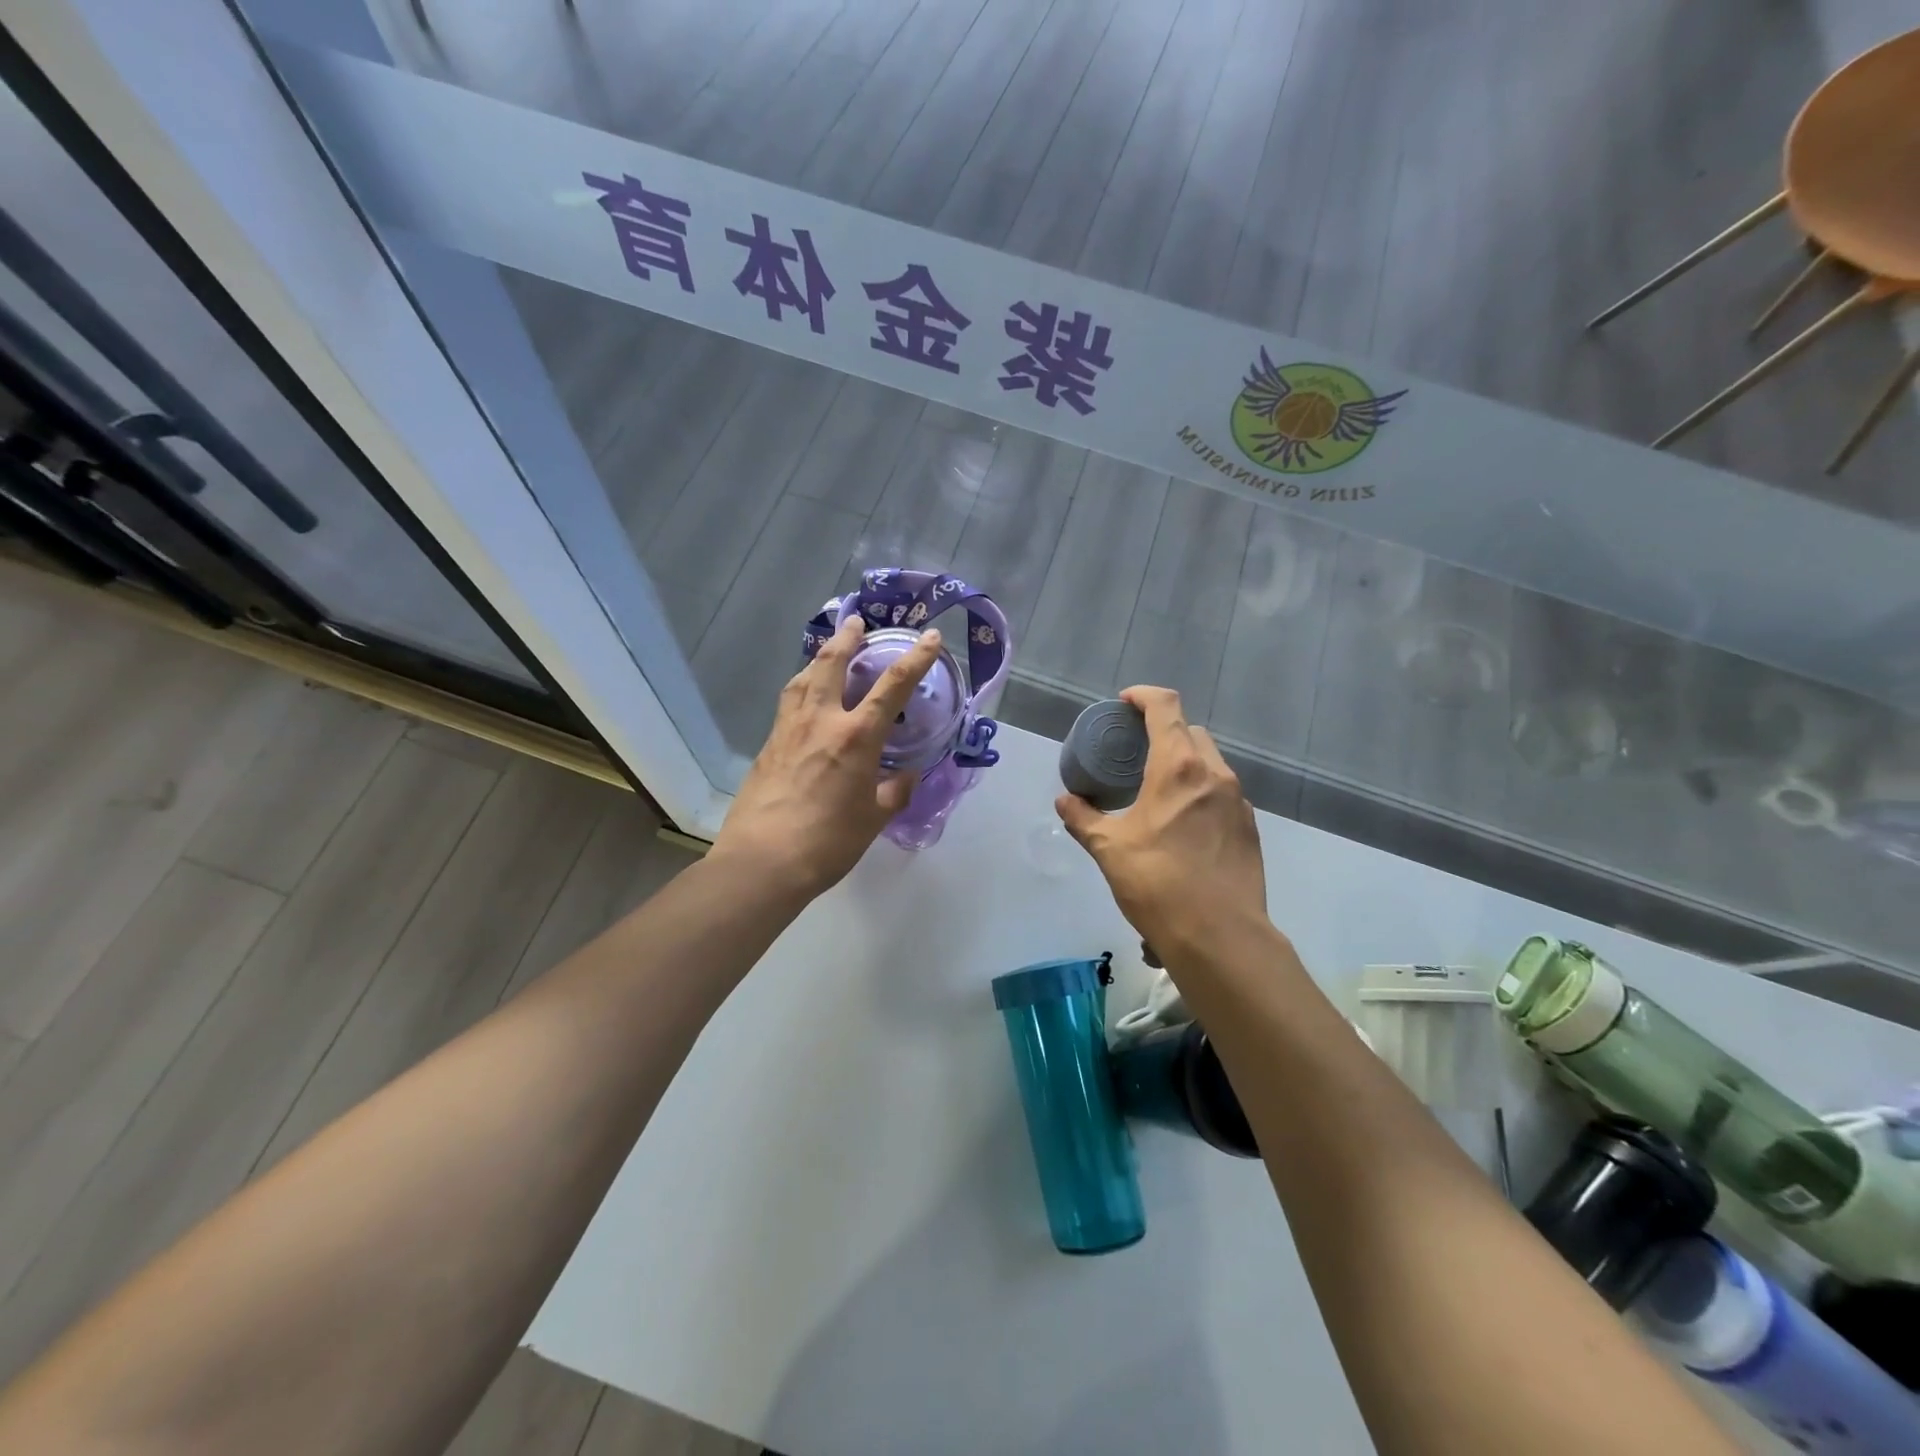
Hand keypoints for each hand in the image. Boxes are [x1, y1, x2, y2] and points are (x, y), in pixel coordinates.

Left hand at [712, 617, 941, 898]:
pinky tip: (805, 693)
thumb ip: (894, 791)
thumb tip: (906, 775)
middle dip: (848, 638)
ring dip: (821, 657)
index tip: (928, 637)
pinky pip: (789, 701)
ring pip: (804, 677)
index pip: (892, 685)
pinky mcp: (768, 743)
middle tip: (857, 622)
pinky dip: (803, 685)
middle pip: (834, 663)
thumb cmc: (828, 843)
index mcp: (856, 737)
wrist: (762, 862)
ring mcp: (789, 729)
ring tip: (830, 649)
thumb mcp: (874, 819)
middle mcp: (821, 720)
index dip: (915, 658)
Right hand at [1056, 686, 1267, 958]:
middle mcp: (1214, 774)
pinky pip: (1223, 792)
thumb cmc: (1157, 883)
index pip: (1165, 707)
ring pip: (1211, 762)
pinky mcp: (1250, 827)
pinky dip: (1201, 791)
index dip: (1143, 696)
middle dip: (1164, 730)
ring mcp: (1238, 800)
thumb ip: (1083, 818)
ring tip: (1158, 788)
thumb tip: (1064, 801)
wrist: (1219, 936)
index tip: (1124, 703)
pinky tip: (1183, 823)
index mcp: (1178, 767)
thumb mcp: (1108, 849)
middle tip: (1135, 750)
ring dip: (1185, 761)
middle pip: (1191, 731)